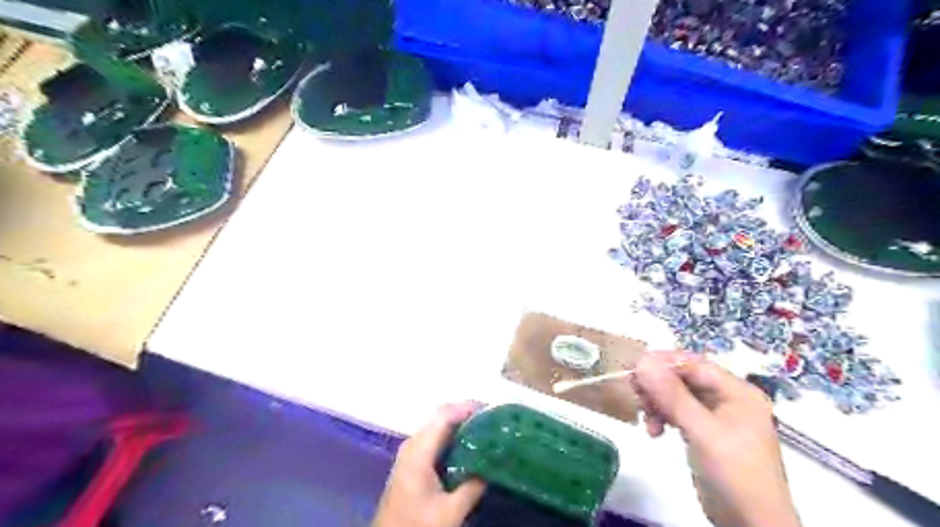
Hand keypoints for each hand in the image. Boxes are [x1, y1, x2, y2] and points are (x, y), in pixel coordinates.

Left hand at [371, 403, 484, 526]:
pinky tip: (468, 445)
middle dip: (466, 413)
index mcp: (418, 451)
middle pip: (441, 417)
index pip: (444, 416)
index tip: (491, 409)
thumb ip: (473, 487)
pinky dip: (452, 435)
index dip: (467, 407)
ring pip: (437, 426)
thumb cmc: (417, 525)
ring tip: (485, 428)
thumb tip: (493, 465)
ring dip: (460, 423)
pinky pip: (434, 437)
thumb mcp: (450, 511)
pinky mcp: (412, 461)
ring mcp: (410, 452)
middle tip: (492, 418)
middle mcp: (412, 444)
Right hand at [630, 352, 798, 526]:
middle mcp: (727, 398)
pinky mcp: (704, 433)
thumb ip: (671, 394)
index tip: (634, 368)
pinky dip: (663, 418)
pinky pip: (678, 414)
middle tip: (635, 394)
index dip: (663, 363)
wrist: (750, 524)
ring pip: (677, 396)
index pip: (693, 364)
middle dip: (657, 386)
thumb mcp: (701, 430)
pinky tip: (654, 431)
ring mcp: (716, 417)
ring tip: (646, 419)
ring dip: (657, 403)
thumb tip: (643, 361)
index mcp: (736, 391)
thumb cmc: (733, 471)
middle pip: (683, 379)